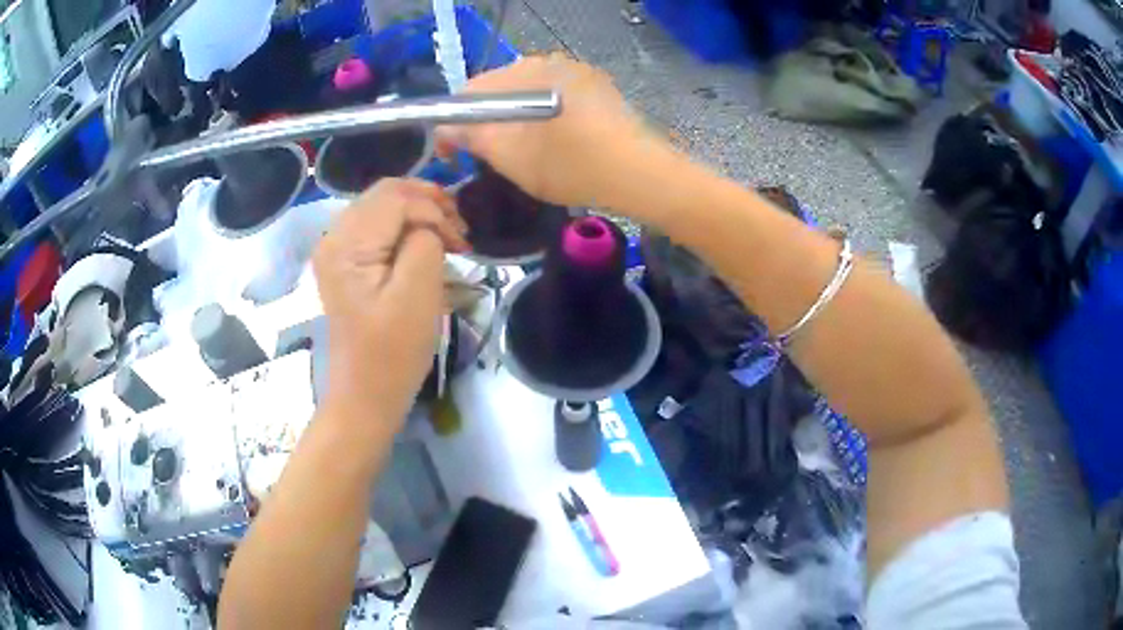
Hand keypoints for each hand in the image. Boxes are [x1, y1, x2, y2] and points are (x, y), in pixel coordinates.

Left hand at [312, 179, 467, 429]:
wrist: (366, 394)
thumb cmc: (392, 352)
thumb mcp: (417, 295)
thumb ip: (425, 243)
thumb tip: (429, 225)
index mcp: (346, 244)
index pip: (397, 199)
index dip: (435, 211)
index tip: (462, 245)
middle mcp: (334, 236)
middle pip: (386, 192)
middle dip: (428, 202)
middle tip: (459, 231)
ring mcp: (337, 249)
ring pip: (383, 205)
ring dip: (419, 212)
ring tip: (448, 236)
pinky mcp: (346, 262)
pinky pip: (378, 226)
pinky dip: (406, 227)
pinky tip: (424, 245)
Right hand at [437, 54, 659, 207]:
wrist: (639, 173)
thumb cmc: (571, 166)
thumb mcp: (511, 157)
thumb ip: (471, 136)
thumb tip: (447, 126)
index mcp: (523, 74)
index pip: (469, 92)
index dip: (453, 123)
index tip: (454, 154)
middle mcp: (547, 61)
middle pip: (497, 88)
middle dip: (484, 119)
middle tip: (487, 155)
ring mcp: (574, 70)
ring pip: (524, 92)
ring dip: (512, 117)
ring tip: (520, 150)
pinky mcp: (594, 85)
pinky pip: (551, 95)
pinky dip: (539, 114)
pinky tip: (551, 139)